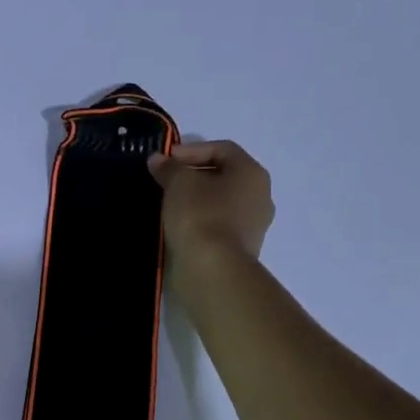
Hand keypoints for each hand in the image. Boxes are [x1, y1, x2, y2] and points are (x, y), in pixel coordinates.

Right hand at [148, 140, 274, 278]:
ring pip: (222, 203)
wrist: (213, 269)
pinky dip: (201, 221)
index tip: (166, 160)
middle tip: (167, 181)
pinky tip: (181, 227)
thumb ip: (169, 168)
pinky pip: (219, 226)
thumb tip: (159, 160)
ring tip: (170, 205)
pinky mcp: (242, 250)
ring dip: (197, 200)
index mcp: (252, 173)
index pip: (222, 149)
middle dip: (194, 175)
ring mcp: (254, 226)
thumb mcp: (179, 183)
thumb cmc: (200, 215)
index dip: (191, 150)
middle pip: (224, 176)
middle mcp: (261, 196)